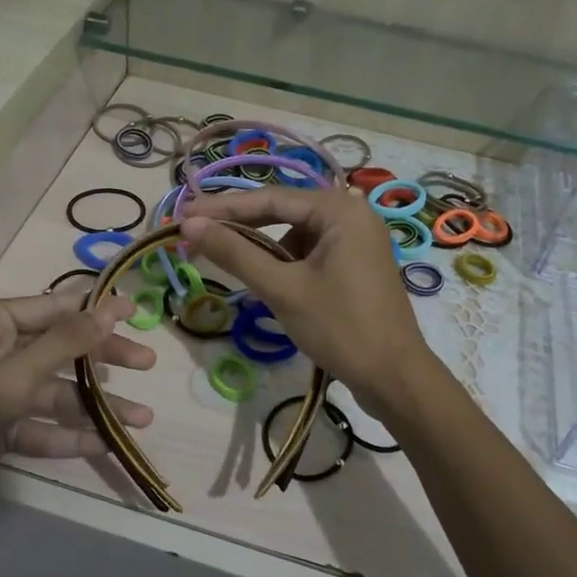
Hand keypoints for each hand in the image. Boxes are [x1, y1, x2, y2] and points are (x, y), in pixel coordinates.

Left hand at [0, 289, 155, 529]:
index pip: (53, 308)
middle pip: (60, 350)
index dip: (96, 309)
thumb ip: (65, 344)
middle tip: (147, 363)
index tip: (136, 310)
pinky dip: (70, 436)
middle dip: (103, 360)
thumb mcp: (14, 375)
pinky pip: (41, 427)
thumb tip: (109, 309)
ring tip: (142, 419)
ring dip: (95, 406)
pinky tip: (105, 445)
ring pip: (56, 393)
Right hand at [180, 187, 434, 415]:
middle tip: (194, 234)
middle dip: (239, 226)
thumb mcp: (282, 288)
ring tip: (230, 265)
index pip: (270, 198)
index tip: (182, 214)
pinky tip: (267, 284)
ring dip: (262, 249)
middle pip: (283, 212)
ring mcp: (357, 239)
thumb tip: (189, 224)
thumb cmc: (340, 327)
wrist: (394, 378)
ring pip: (295, 235)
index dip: (222, 207)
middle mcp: (352, 214)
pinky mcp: (356, 264)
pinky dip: (285, 265)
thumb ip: (235, 252)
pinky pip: (310, 253)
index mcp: (340, 209)